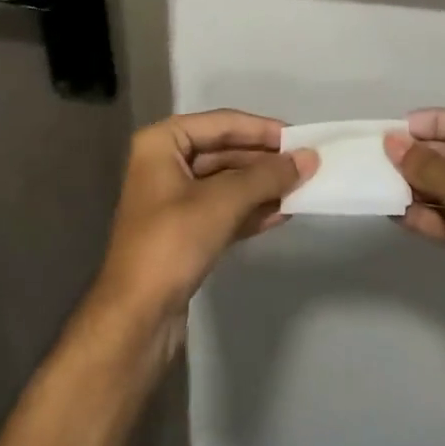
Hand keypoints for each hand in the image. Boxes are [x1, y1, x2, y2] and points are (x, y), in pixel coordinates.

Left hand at [94, 110, 317, 332]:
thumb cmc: (171, 245)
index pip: (221, 123)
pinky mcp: (184, 232)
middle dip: (265, 160)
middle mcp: (165, 163)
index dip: (262, 129)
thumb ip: (267, 177)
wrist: (134, 321)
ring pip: (227, 182)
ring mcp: (174, 199)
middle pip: (225, 151)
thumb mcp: (222, 202)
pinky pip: (224, 209)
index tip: (300, 137)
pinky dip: (252, 210)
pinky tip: (284, 213)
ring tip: (302, 187)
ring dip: (262, 186)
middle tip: (306, 164)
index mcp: (162, 143)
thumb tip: (309, 157)